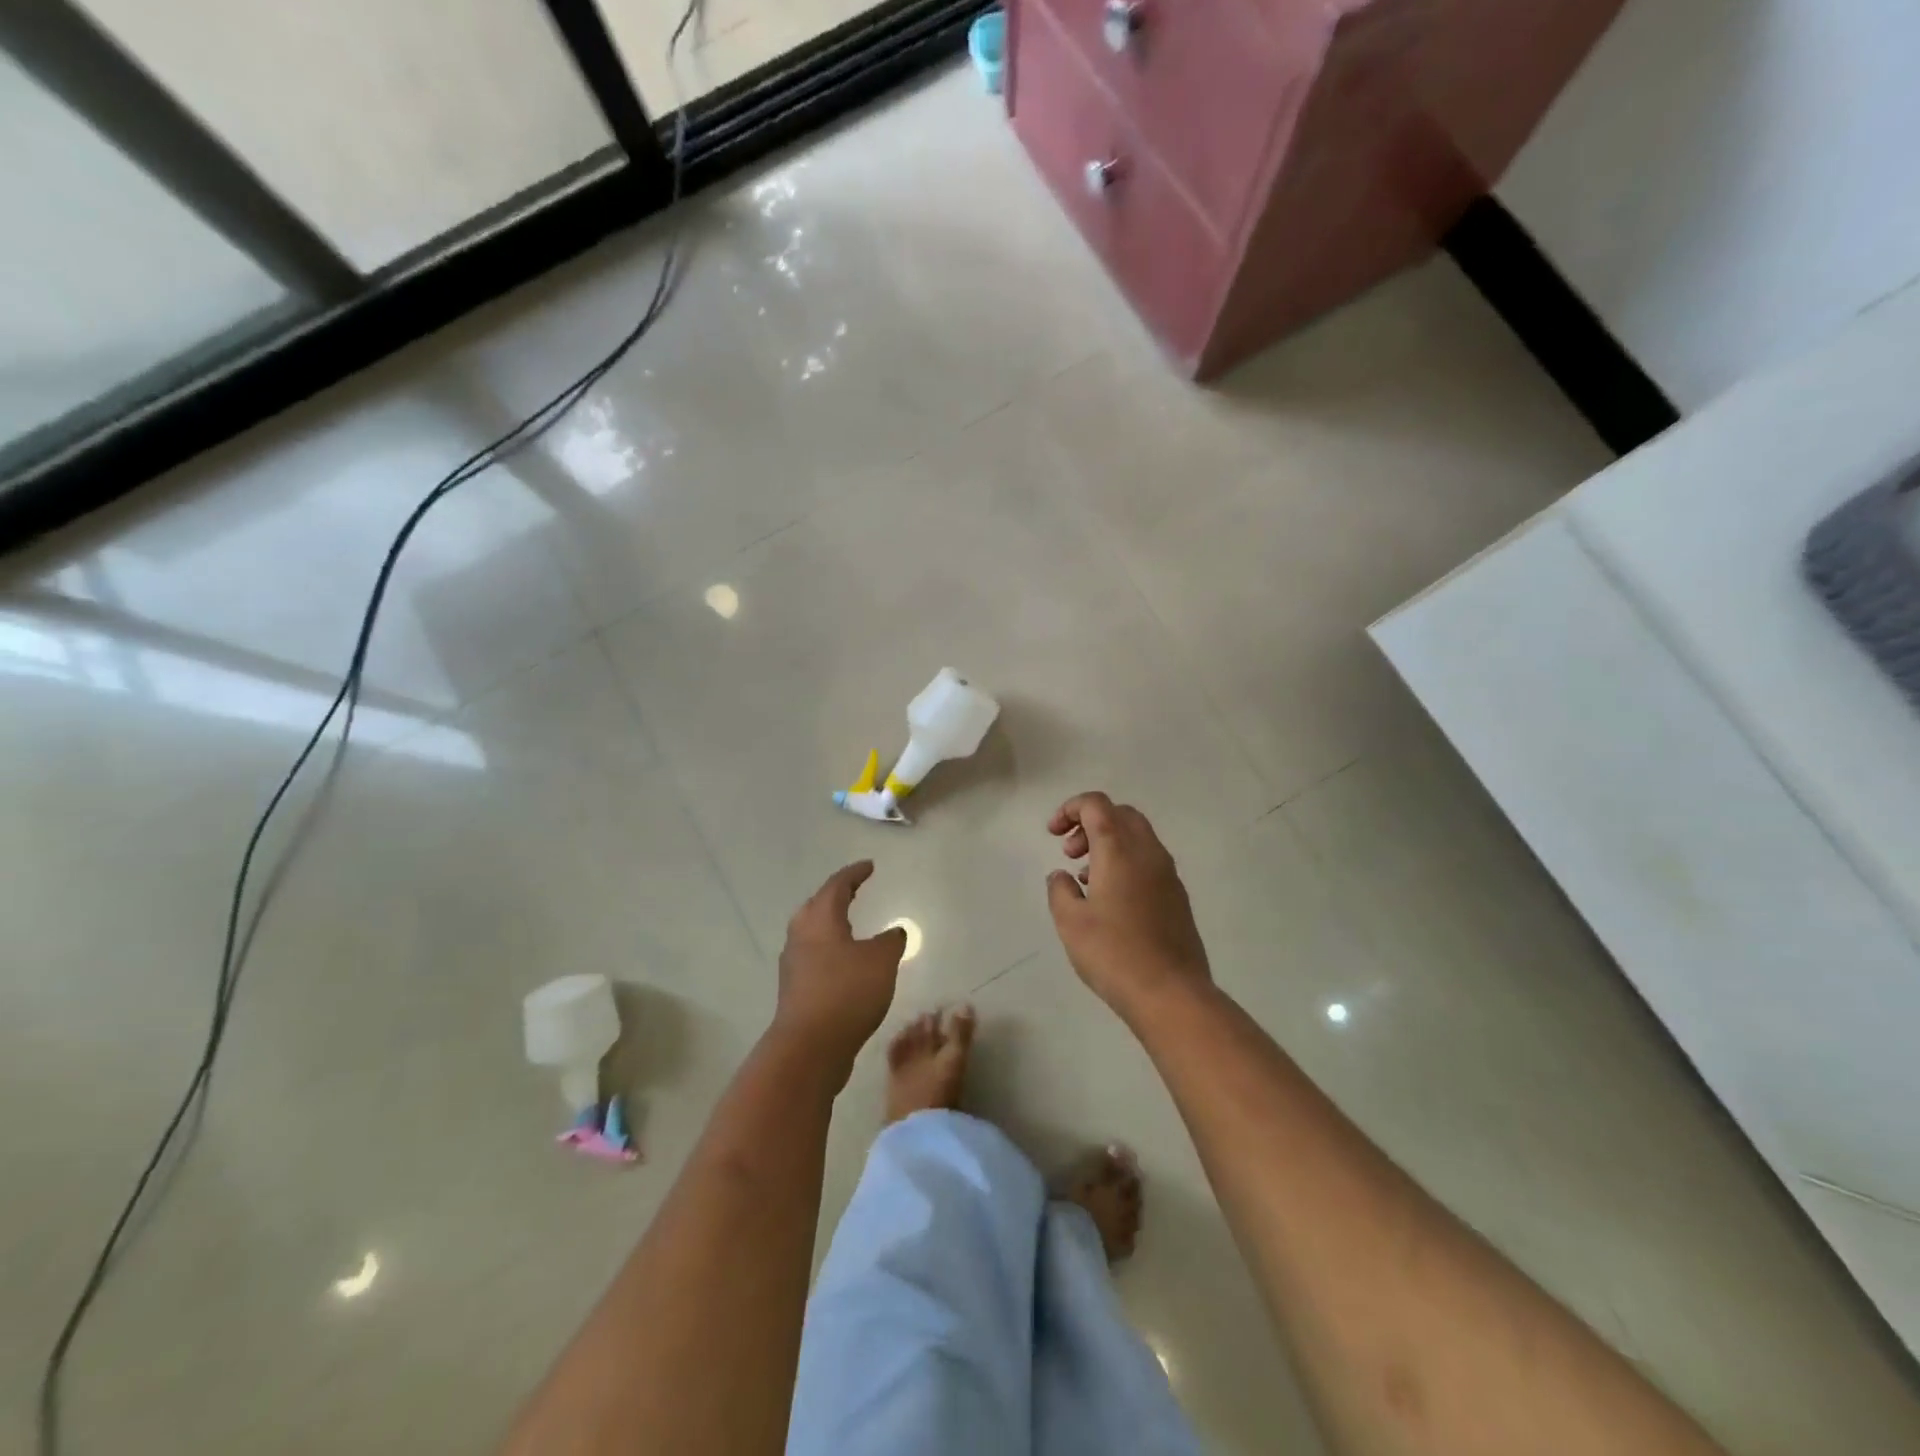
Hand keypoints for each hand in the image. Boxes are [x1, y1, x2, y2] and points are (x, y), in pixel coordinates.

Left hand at [774, 861, 908, 1077]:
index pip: (837, 885)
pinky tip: (844, 964)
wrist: (809, 1047)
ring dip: (830, 925)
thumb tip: (894, 931)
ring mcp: (793, 964)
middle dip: (835, 896)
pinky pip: (813, 957)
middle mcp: (800, 935)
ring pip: (811, 932)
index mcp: (820, 919)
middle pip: (816, 906)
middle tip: (854, 892)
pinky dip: (829, 950)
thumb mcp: (881, 961)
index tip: (869, 866)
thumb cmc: (847, 992)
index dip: (854, 873)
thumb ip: (891, 941)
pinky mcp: (794, 989)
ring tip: (850, 926)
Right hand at [1046, 793, 1211, 1017]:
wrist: (1172, 993)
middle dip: (1090, 823)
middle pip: (1120, 814)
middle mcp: (1148, 852)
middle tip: (1069, 852)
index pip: (1096, 804)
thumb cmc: (1114, 953)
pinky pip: (1148, 861)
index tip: (1052, 834)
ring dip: (1108, 844)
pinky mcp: (1177, 897)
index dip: (1070, 809)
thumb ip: (1060, 890)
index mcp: (1120, 849)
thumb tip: (1062, 876)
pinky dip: (1125, 862)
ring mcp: (1168, 874)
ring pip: (1137, 837)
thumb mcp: (1070, 921)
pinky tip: (1110, 899)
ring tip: (1085, 878)